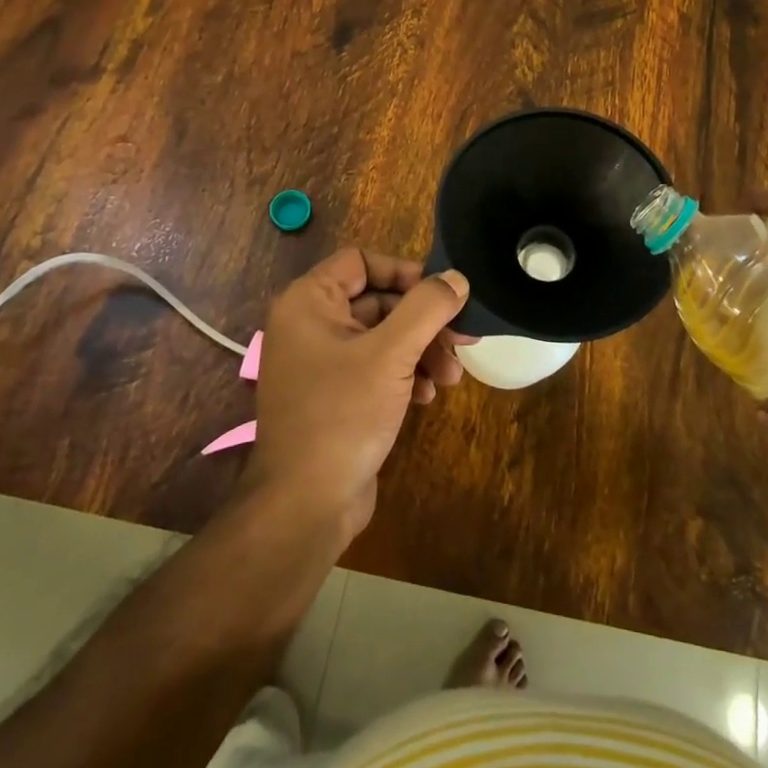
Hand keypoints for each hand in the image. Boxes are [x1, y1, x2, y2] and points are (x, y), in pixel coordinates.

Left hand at [244, 248, 470, 538]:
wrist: (305, 505)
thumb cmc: (342, 415)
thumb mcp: (391, 355)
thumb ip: (427, 308)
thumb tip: (456, 277)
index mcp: (309, 302)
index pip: (362, 261)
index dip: (404, 272)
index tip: (441, 294)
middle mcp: (310, 324)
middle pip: (379, 301)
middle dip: (423, 322)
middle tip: (462, 340)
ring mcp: (322, 362)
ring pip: (383, 336)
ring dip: (421, 350)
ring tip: (451, 376)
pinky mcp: (335, 394)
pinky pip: (377, 367)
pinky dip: (406, 374)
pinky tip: (428, 396)